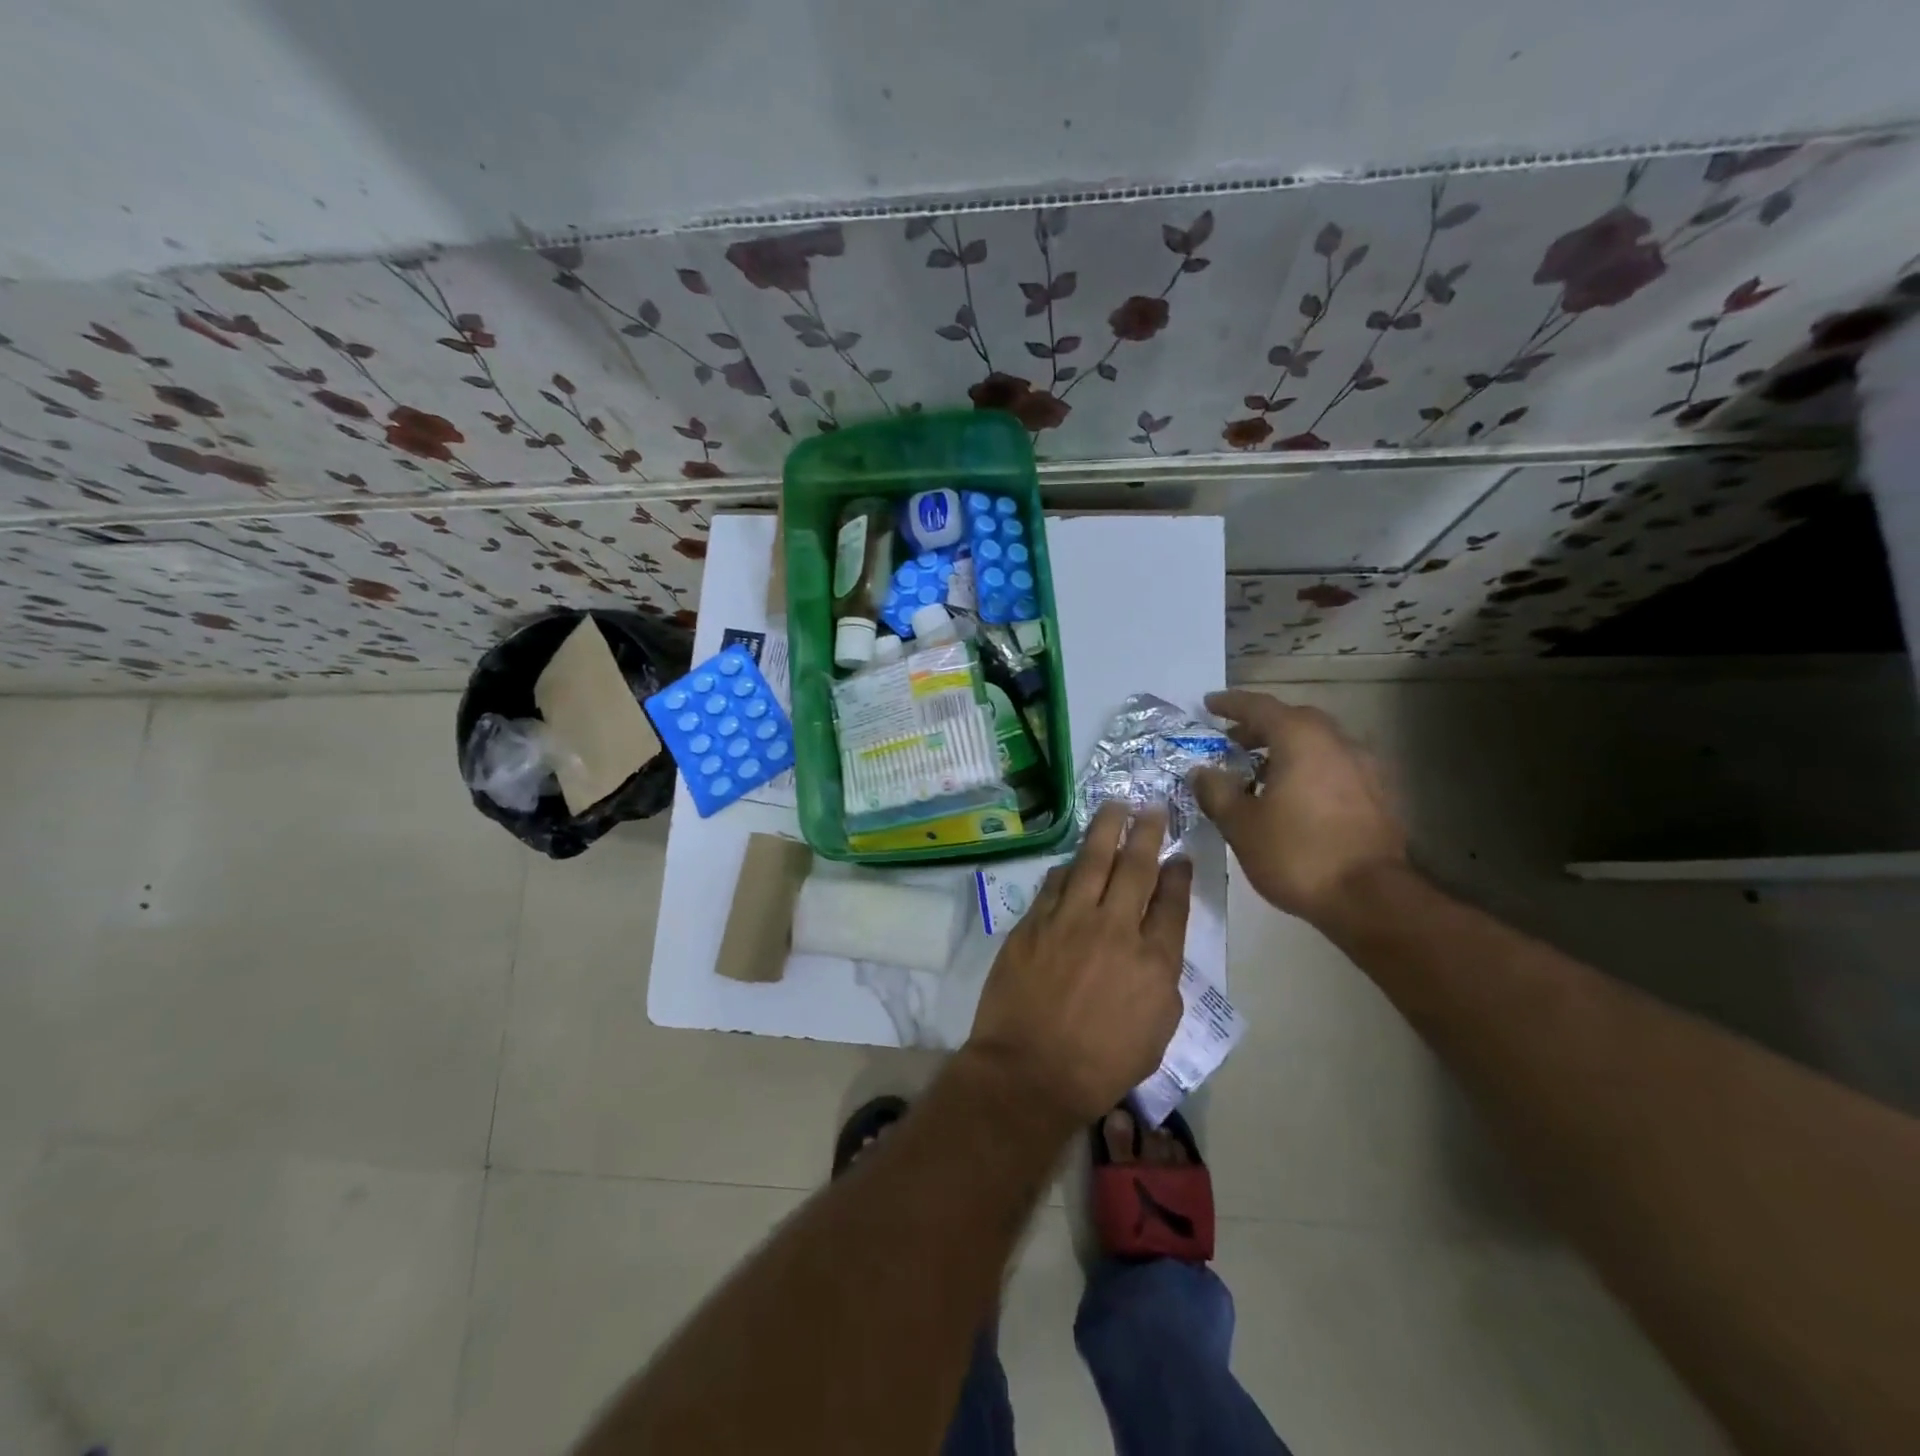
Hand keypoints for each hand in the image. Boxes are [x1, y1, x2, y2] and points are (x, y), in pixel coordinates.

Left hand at [966, 803, 1191, 1126]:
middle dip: (1147, 833)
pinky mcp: (1034, 922)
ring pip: (1092, 860)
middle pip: (1135, 868)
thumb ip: (1162, 980)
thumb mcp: (1156, 1032)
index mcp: (1153, 960)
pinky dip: (1068, 866)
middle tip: (1153, 808)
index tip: (1180, 855)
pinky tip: (1074, 857)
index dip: (1179, 874)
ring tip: (1115, 806)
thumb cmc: (1100, 1065)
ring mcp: (1070, 920)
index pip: (1172, 902)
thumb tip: (1155, 945)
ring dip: (1106, 829)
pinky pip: (1055, 882)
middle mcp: (1115, 928)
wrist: (1029, 1071)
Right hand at [1191, 690, 1405, 924]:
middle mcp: (1337, 742)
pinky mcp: (1378, 795)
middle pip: (1293, 721)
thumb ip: (1217, 792)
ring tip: (1259, 773)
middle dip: (1260, 726)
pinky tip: (1293, 797)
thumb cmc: (1297, 854)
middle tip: (1232, 741)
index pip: (1260, 707)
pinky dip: (1309, 769)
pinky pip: (1335, 767)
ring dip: (1286, 749)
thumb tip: (1201, 771)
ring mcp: (1364, 768)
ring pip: (1318, 744)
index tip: (1209, 704)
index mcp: (1301, 739)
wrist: (1370, 898)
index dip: (1231, 704)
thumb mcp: (1241, 825)